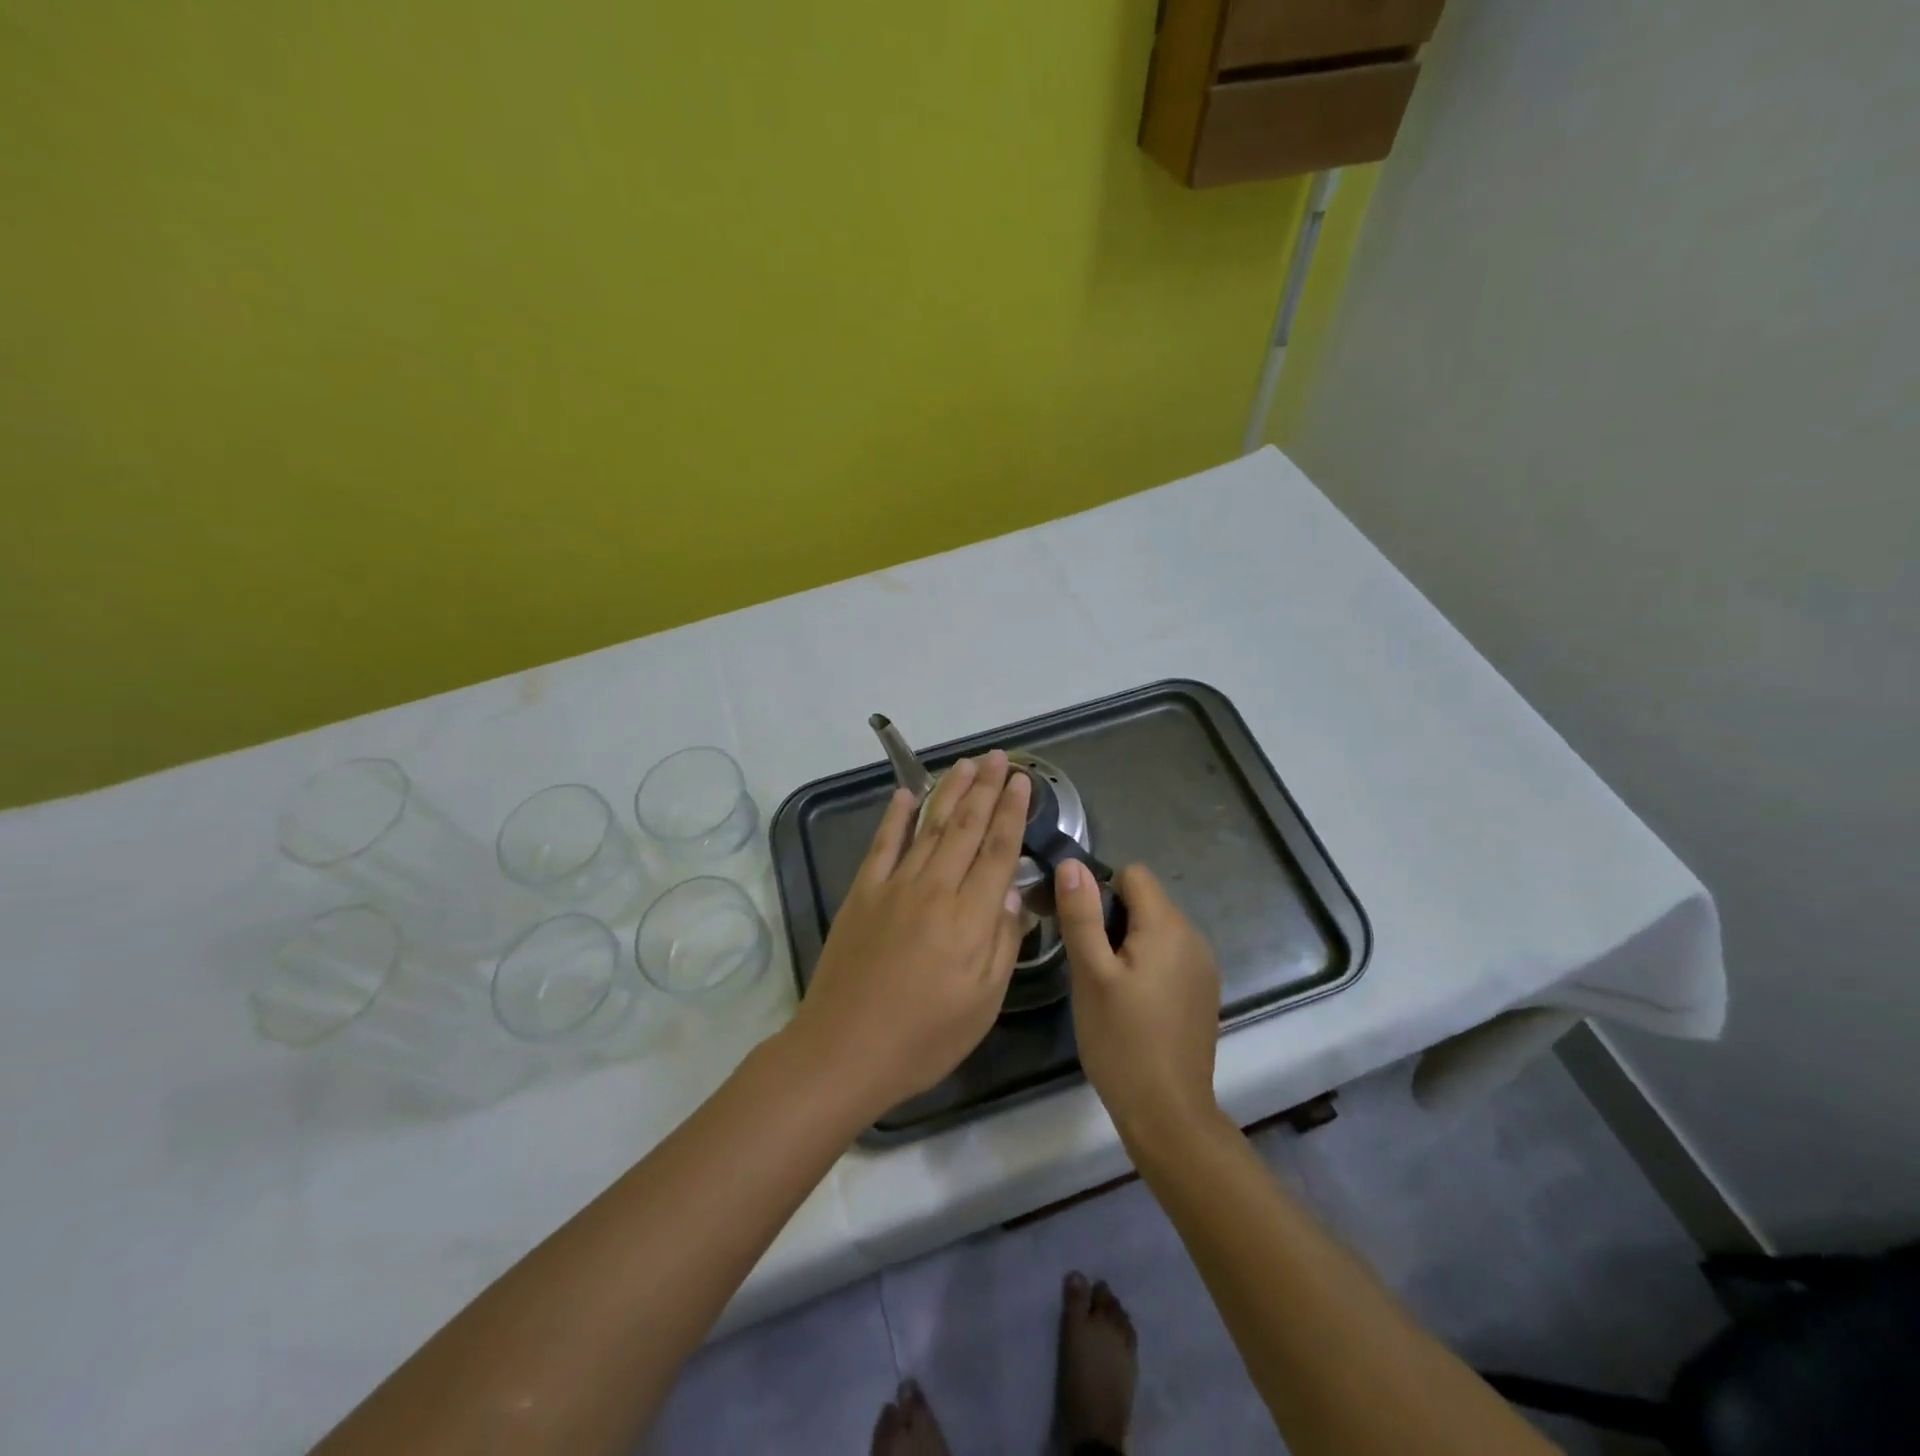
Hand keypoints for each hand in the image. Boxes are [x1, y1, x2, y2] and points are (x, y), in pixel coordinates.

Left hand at [786, 750, 1030, 1120]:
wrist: (844, 1050)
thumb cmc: (923, 1037)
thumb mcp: (983, 1003)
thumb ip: (1002, 943)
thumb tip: (1014, 895)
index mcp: (969, 917)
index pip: (999, 851)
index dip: (1012, 813)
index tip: (1022, 782)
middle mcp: (935, 889)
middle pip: (967, 828)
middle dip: (987, 789)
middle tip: (1000, 757)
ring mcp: (894, 886)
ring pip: (929, 826)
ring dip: (950, 791)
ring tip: (967, 763)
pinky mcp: (862, 893)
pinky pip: (882, 844)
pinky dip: (895, 817)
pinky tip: (905, 794)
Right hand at [1056, 860, 1223, 1146]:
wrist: (1168, 1113)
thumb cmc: (1121, 1040)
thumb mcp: (1090, 974)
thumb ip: (1082, 915)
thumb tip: (1073, 863)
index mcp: (1167, 926)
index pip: (1133, 874)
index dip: (1100, 892)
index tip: (1082, 930)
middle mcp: (1193, 937)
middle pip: (1145, 901)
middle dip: (1112, 920)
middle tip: (1089, 965)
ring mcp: (1203, 966)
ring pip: (1156, 929)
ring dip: (1128, 943)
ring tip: (1108, 987)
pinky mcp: (1203, 991)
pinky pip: (1169, 955)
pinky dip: (1147, 965)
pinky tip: (1133, 1004)